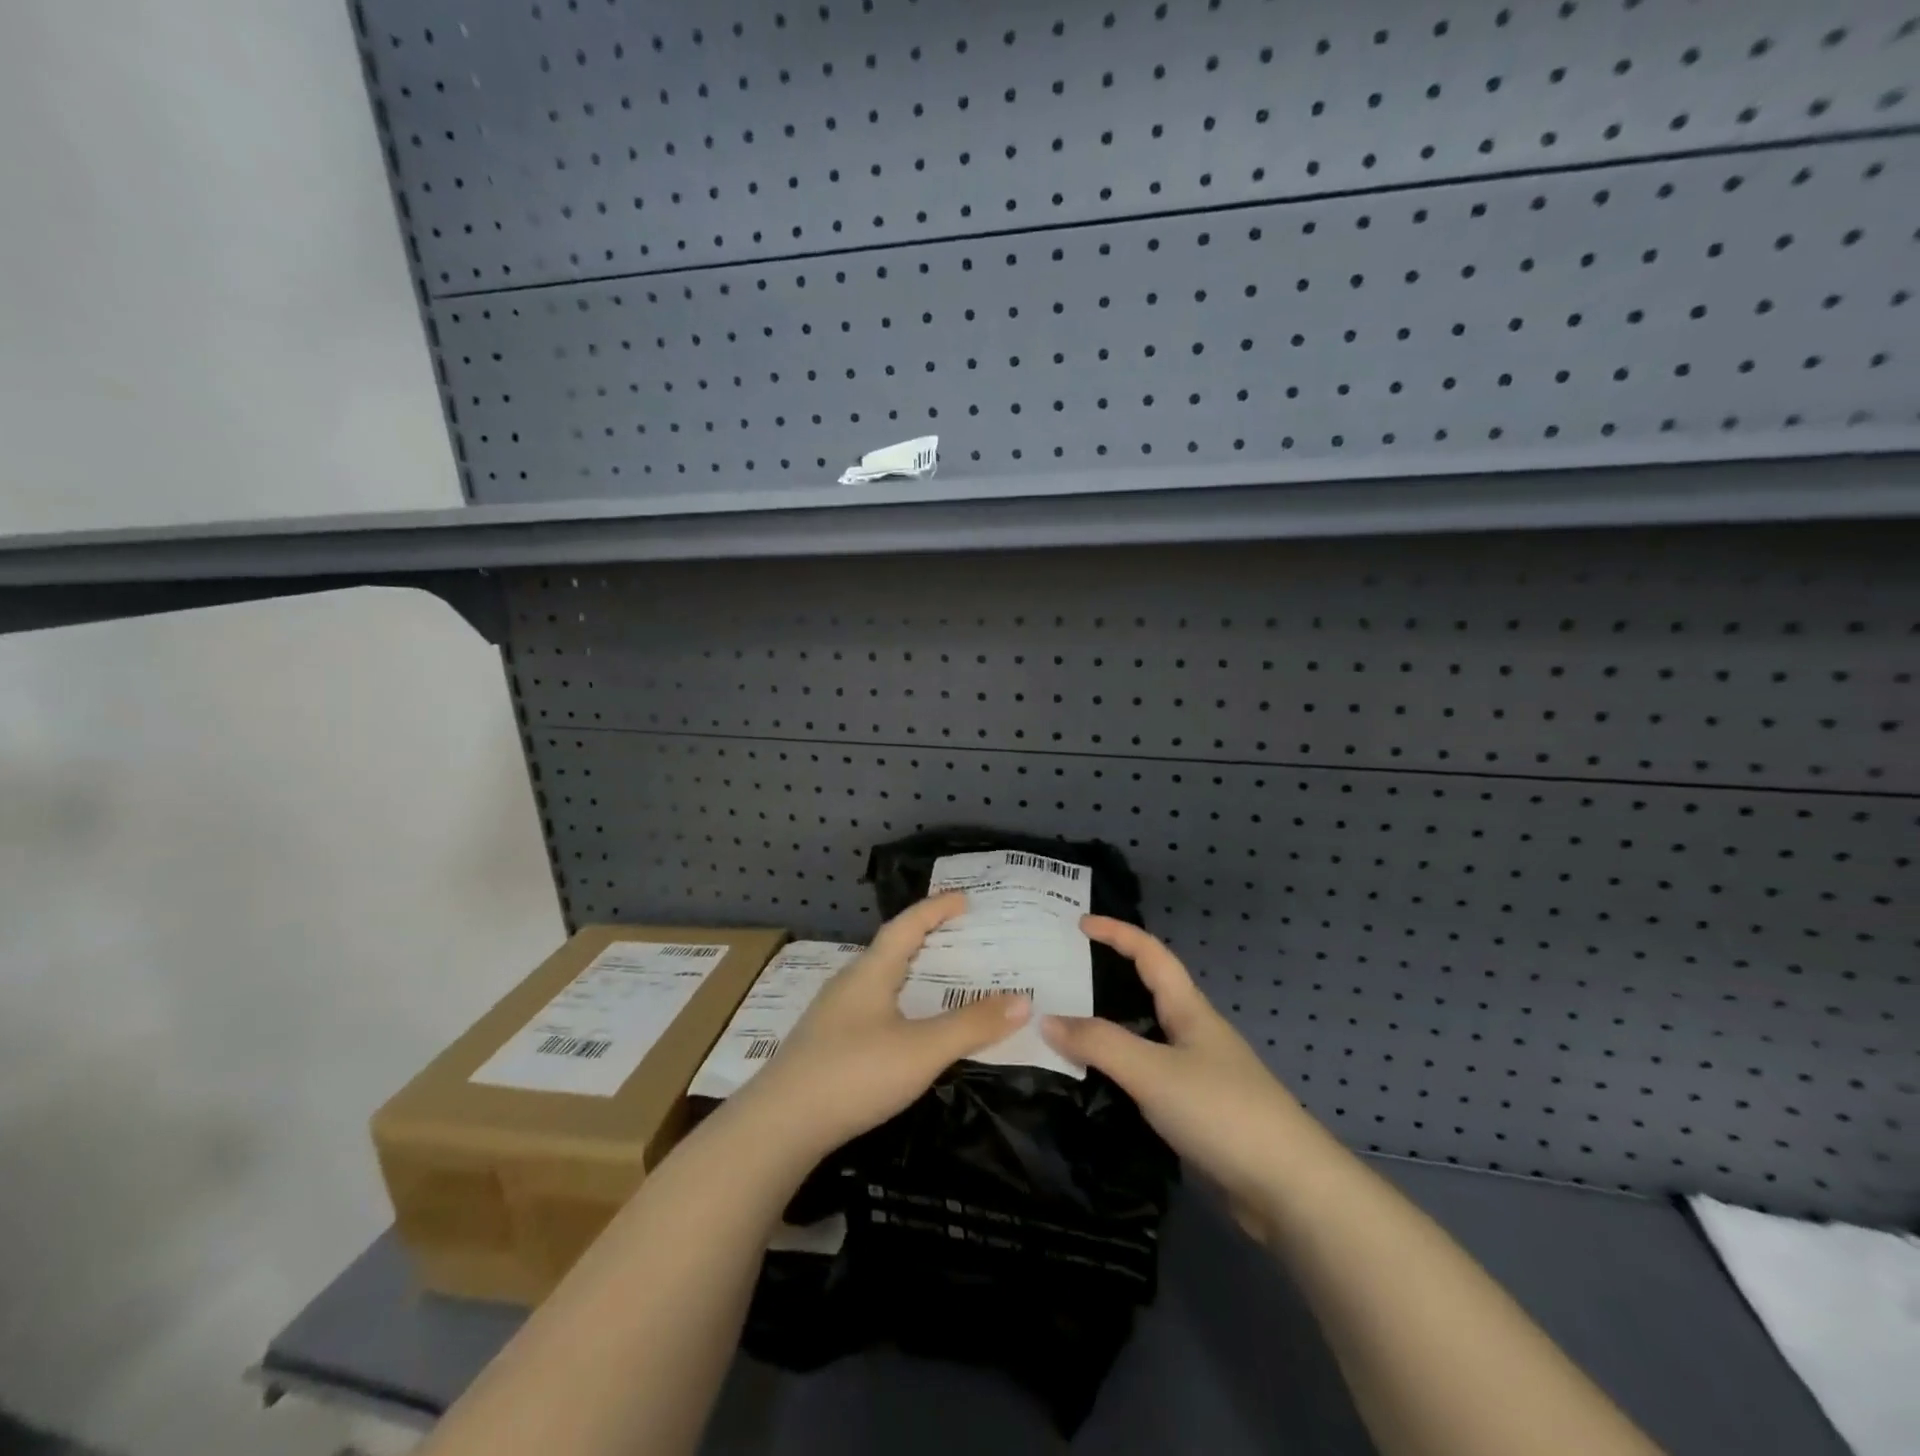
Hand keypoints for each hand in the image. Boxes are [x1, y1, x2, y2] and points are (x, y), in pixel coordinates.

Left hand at [733, 893, 1030, 1158]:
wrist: (778, 1126)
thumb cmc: (854, 1074)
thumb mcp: (922, 1050)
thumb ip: (972, 1025)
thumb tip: (1024, 1000)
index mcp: (871, 972)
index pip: (907, 925)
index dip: (936, 908)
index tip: (964, 899)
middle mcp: (849, 983)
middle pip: (891, 949)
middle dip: (926, 938)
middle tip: (961, 938)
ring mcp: (832, 1014)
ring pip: (879, 980)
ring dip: (910, 972)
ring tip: (940, 980)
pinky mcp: (825, 1043)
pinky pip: (870, 1006)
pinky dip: (897, 1002)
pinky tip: (904, 1027)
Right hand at [1041, 916, 1331, 1224]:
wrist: (1289, 1191)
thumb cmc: (1222, 1112)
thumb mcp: (1153, 1071)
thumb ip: (1099, 1044)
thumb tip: (1046, 1019)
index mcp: (1190, 1011)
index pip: (1150, 954)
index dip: (1117, 933)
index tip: (1079, 923)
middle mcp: (1194, 1035)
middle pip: (1147, 992)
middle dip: (1107, 979)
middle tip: (1061, 978)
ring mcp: (1199, 1075)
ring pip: (1145, 1037)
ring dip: (1109, 1029)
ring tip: (1065, 1029)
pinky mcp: (1197, 1113)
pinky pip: (1148, 1076)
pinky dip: (1119, 1070)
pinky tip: (1095, 1084)